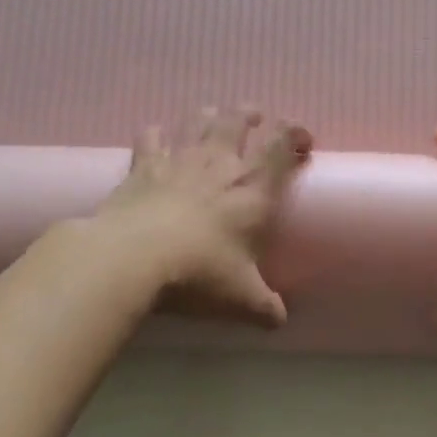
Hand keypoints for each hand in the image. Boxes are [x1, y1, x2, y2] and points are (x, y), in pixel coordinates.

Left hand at [91, 106, 312, 324]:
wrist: (134, 258)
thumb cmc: (199, 273)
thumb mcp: (241, 298)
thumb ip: (264, 307)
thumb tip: (279, 322)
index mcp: (253, 190)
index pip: (282, 147)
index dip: (296, 134)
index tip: (303, 139)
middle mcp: (220, 164)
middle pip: (238, 120)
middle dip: (251, 114)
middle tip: (256, 117)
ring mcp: (180, 159)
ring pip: (198, 119)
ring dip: (209, 115)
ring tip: (214, 117)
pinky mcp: (144, 165)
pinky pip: (151, 136)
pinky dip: (157, 133)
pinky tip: (158, 137)